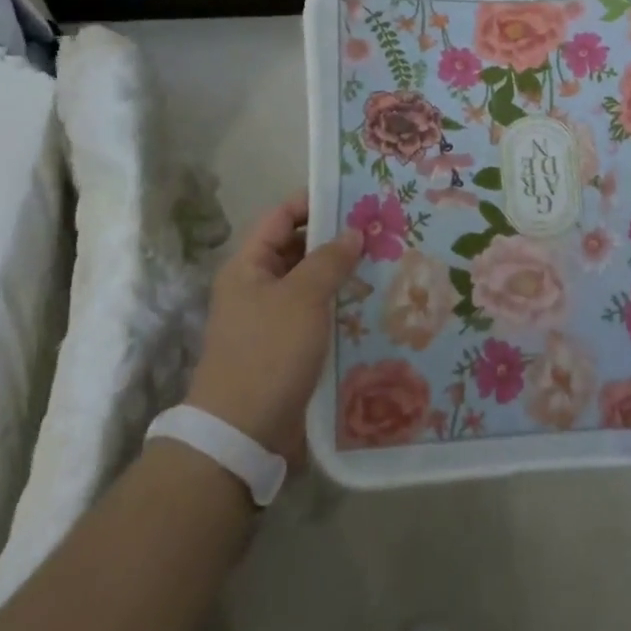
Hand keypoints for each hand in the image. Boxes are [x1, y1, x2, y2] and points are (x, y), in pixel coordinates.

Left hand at [185, 195, 361, 460]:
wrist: (243, 435)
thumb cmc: (268, 353)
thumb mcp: (302, 298)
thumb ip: (329, 260)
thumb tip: (353, 232)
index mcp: (249, 266)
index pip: (281, 216)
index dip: (314, 202)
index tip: (355, 195)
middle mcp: (258, 287)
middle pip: (298, 249)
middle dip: (336, 239)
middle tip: (381, 229)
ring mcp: (273, 319)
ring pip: (312, 284)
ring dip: (343, 274)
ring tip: (387, 261)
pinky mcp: (289, 348)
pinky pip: (318, 315)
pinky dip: (341, 306)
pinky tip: (375, 303)